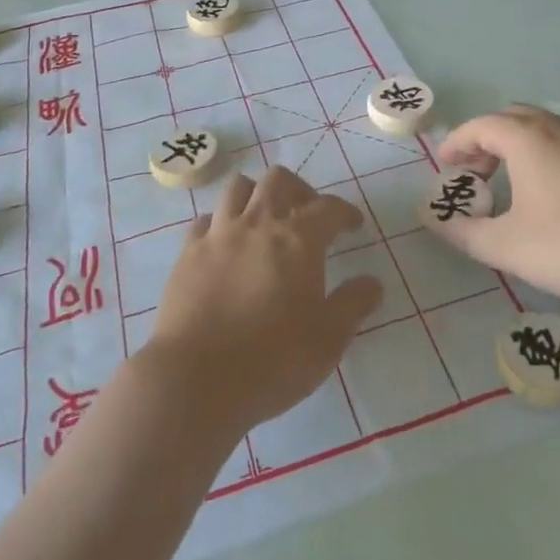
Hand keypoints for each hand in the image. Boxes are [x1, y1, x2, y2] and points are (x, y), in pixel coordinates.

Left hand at [146, 167, 380, 436]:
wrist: (195, 378)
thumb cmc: (272, 359)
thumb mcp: (328, 340)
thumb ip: (353, 305)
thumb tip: (372, 282)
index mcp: (297, 240)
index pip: (328, 208)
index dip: (344, 212)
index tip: (353, 225)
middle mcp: (257, 224)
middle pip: (279, 180)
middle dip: (299, 190)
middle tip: (307, 214)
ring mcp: (218, 234)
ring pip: (238, 187)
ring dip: (256, 195)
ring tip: (264, 220)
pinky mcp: (187, 253)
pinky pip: (206, 219)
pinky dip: (220, 222)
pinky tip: (226, 244)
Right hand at [432, 106, 559, 305]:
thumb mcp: (509, 248)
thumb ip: (464, 233)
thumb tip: (434, 220)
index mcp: (529, 139)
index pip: (481, 125)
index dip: (458, 143)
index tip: (446, 166)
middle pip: (514, 118)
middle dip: (488, 140)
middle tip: (478, 175)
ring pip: (548, 129)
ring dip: (522, 148)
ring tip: (517, 186)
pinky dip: (553, 157)